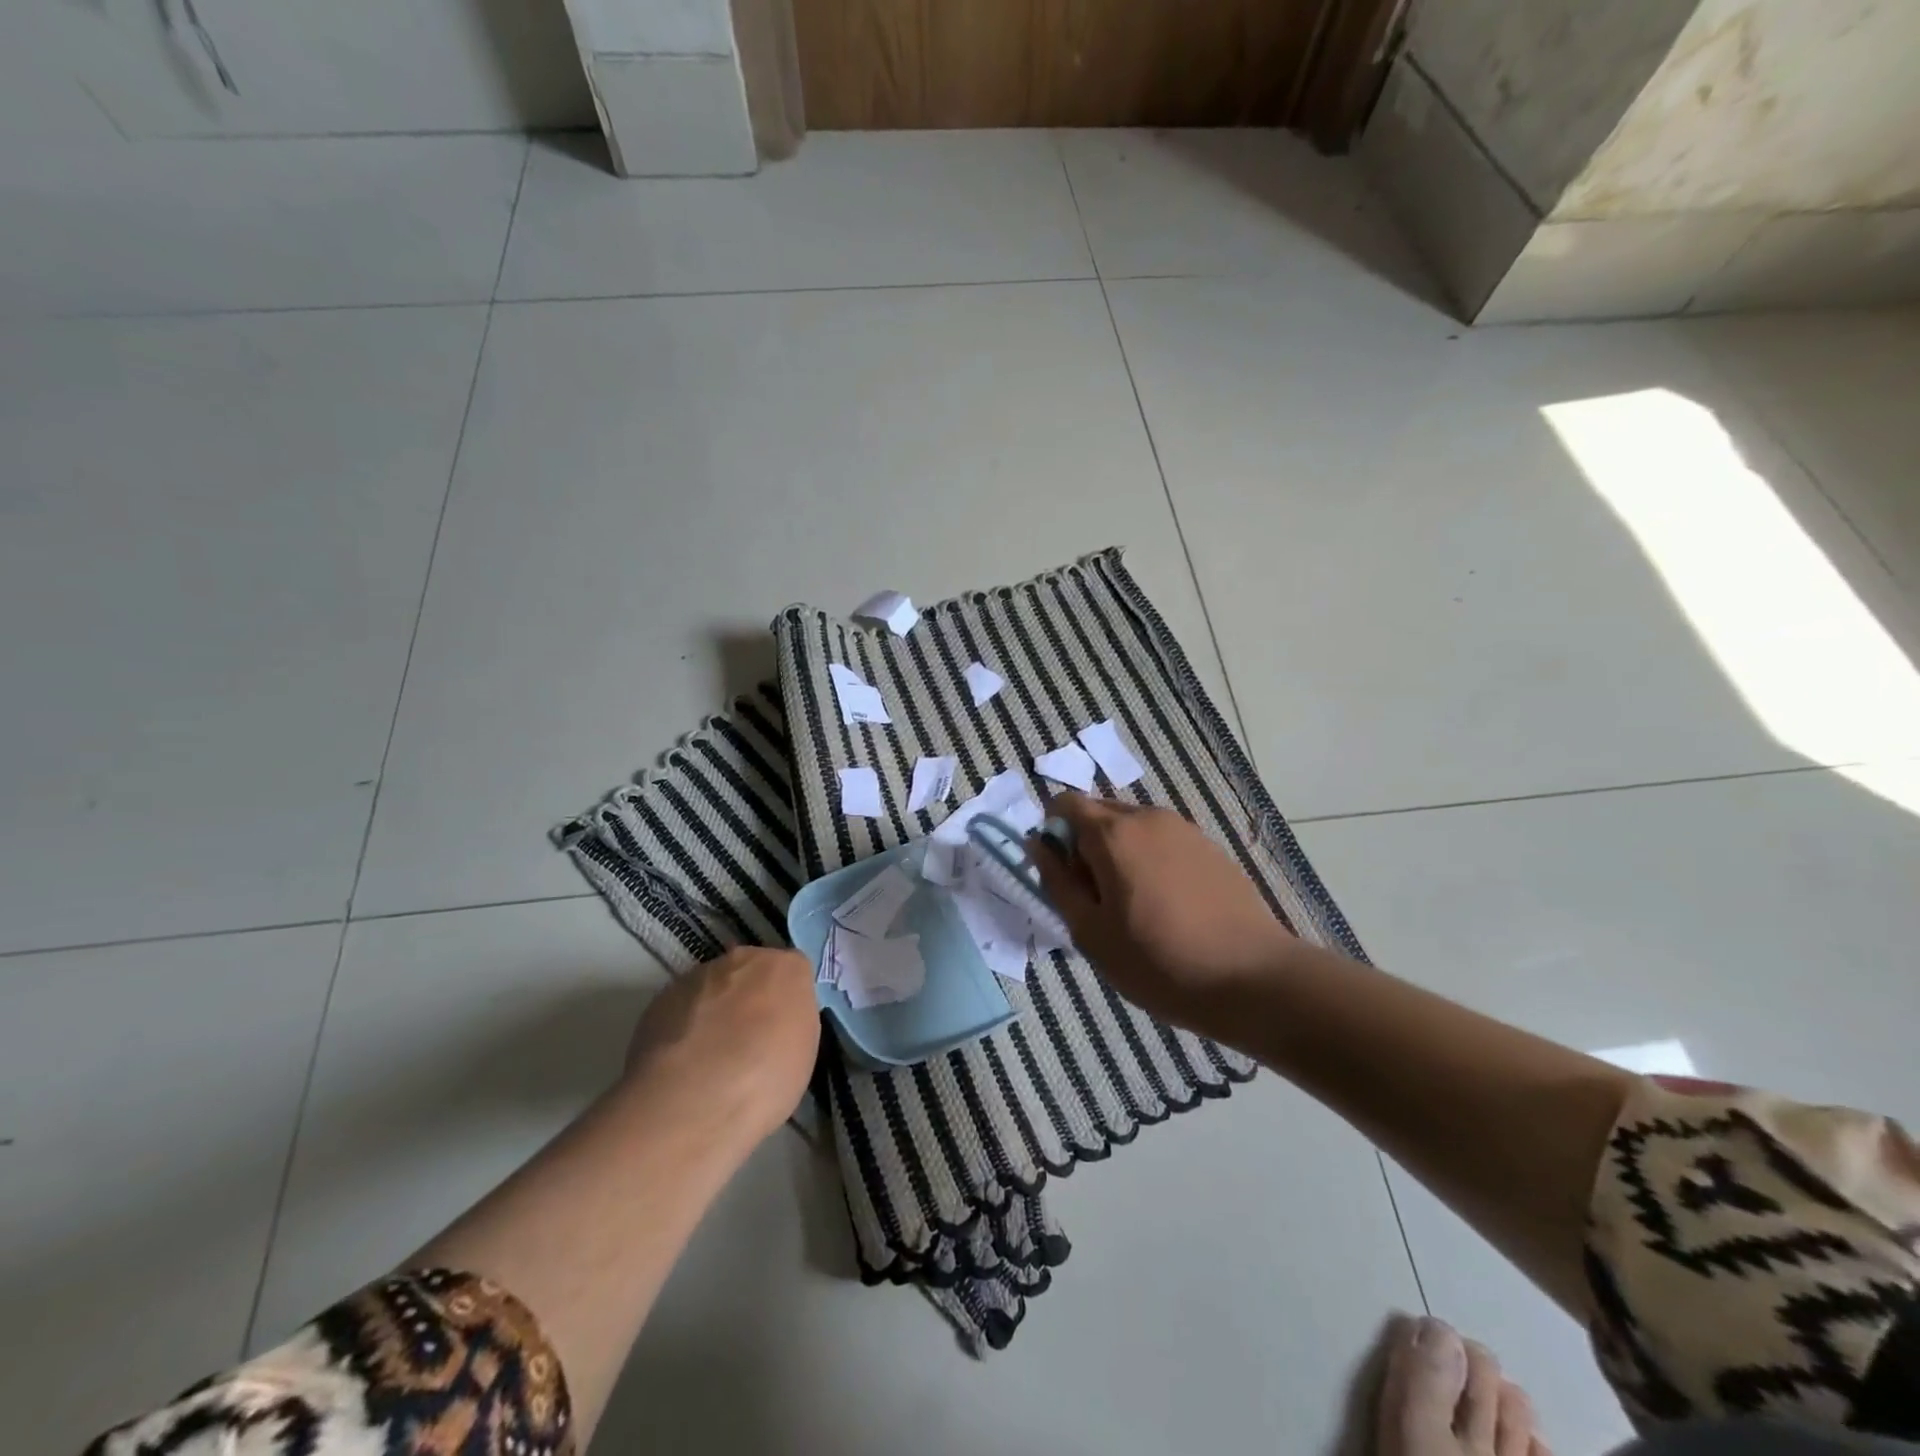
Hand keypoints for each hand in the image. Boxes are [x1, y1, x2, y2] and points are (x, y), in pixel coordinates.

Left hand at [623, 946, 820, 1143]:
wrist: (693, 1099)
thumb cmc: (765, 1078)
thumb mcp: (803, 1055)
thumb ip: (791, 1024)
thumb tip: (775, 1026)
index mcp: (787, 968)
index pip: (793, 973)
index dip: (786, 1003)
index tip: (780, 1031)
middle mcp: (744, 959)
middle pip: (751, 972)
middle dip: (749, 999)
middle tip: (746, 1042)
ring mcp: (699, 975)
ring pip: (713, 987)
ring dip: (714, 1011)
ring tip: (708, 1059)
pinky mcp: (661, 998)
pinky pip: (682, 1008)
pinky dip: (684, 1027)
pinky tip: (682, 1064)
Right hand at [1029, 793, 1298, 1036]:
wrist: (1253, 979)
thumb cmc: (1158, 961)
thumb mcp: (1090, 932)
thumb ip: (1056, 882)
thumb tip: (1037, 845)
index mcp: (1113, 832)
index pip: (1064, 803)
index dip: (1053, 834)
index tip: (1063, 877)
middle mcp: (1148, 817)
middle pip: (1099, 813)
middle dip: (1086, 845)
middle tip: (1096, 899)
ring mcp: (1185, 829)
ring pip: (1133, 828)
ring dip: (1119, 854)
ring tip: (1134, 907)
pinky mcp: (1211, 848)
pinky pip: (1164, 841)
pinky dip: (1151, 861)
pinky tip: (1168, 907)